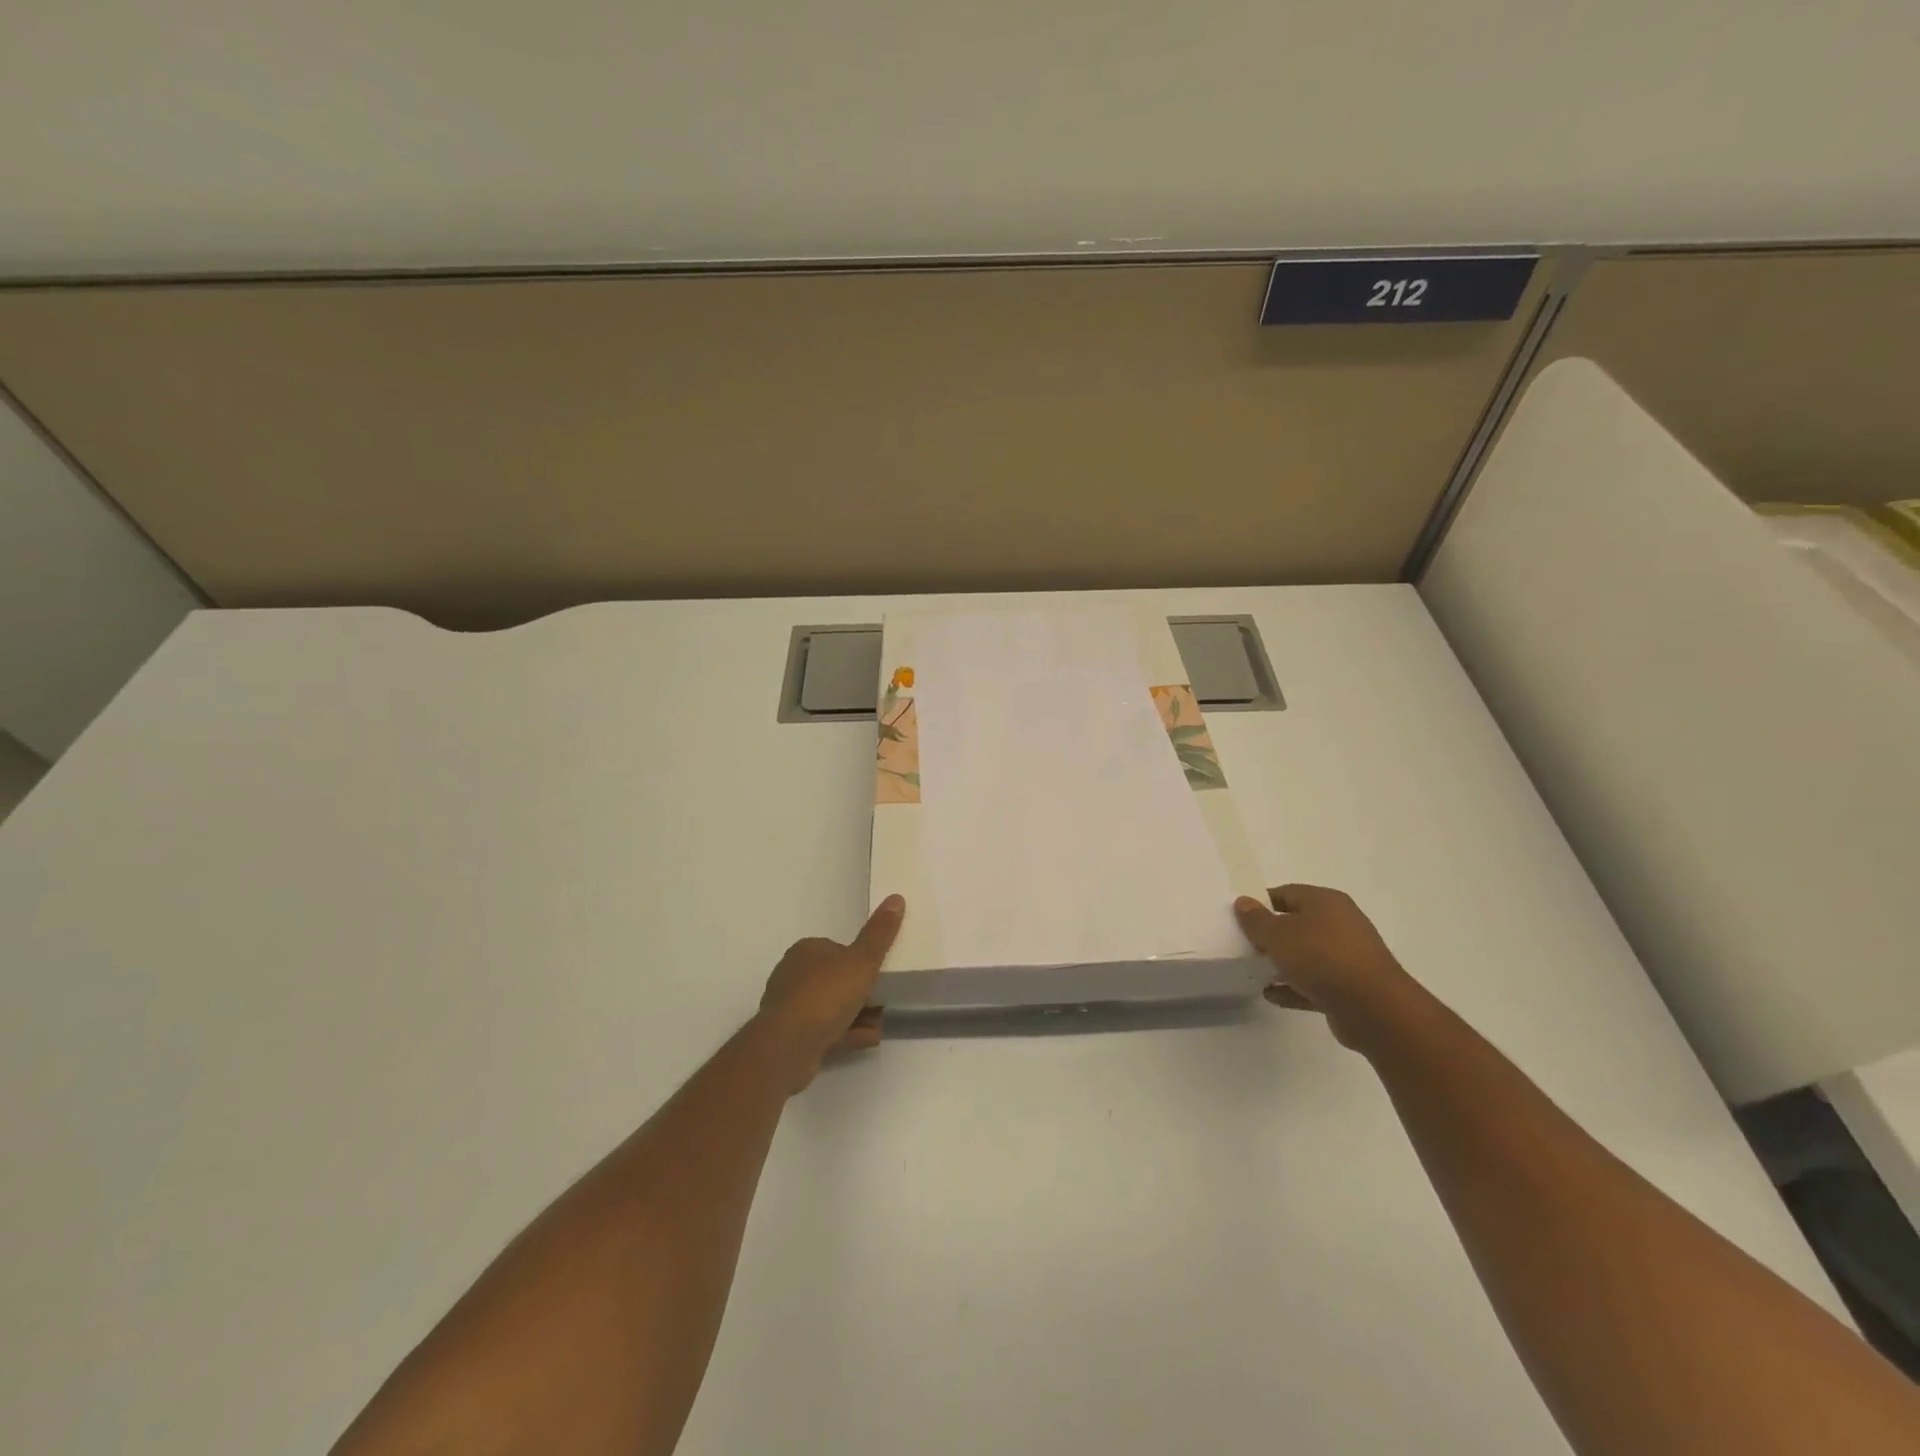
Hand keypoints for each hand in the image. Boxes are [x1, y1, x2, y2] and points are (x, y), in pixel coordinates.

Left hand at [756, 895, 903, 1089]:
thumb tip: (896, 898)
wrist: (788, 1046)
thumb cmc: (826, 995)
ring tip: (882, 1022)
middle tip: (885, 998)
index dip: (860, 960)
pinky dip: (848, 1032)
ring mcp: (790, 1008)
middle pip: (834, 979)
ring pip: (830, 1007)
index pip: (838, 949)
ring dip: (856, 1014)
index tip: (880, 972)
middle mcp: (793, 975)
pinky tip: (869, 1038)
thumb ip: (880, 934)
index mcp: (806, 951)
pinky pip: (825, 1031)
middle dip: (860, 990)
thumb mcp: (862, 961)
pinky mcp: (791, 1037)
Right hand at [1233, 885, 1426, 1051]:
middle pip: (1298, 923)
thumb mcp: (1278, 935)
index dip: (1261, 903)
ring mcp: (1348, 957)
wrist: (1374, 1009)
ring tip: (1255, 970)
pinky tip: (1272, 995)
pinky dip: (1294, 987)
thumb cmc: (1321, 958)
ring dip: (1283, 963)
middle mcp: (1341, 924)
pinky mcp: (1351, 988)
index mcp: (1326, 902)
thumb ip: (1256, 920)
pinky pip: (1315, 983)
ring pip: (1307, 955)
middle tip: (1245, 944)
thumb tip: (1243, 902)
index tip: (1240, 918)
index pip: (1286, 893)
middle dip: (1272, 934)